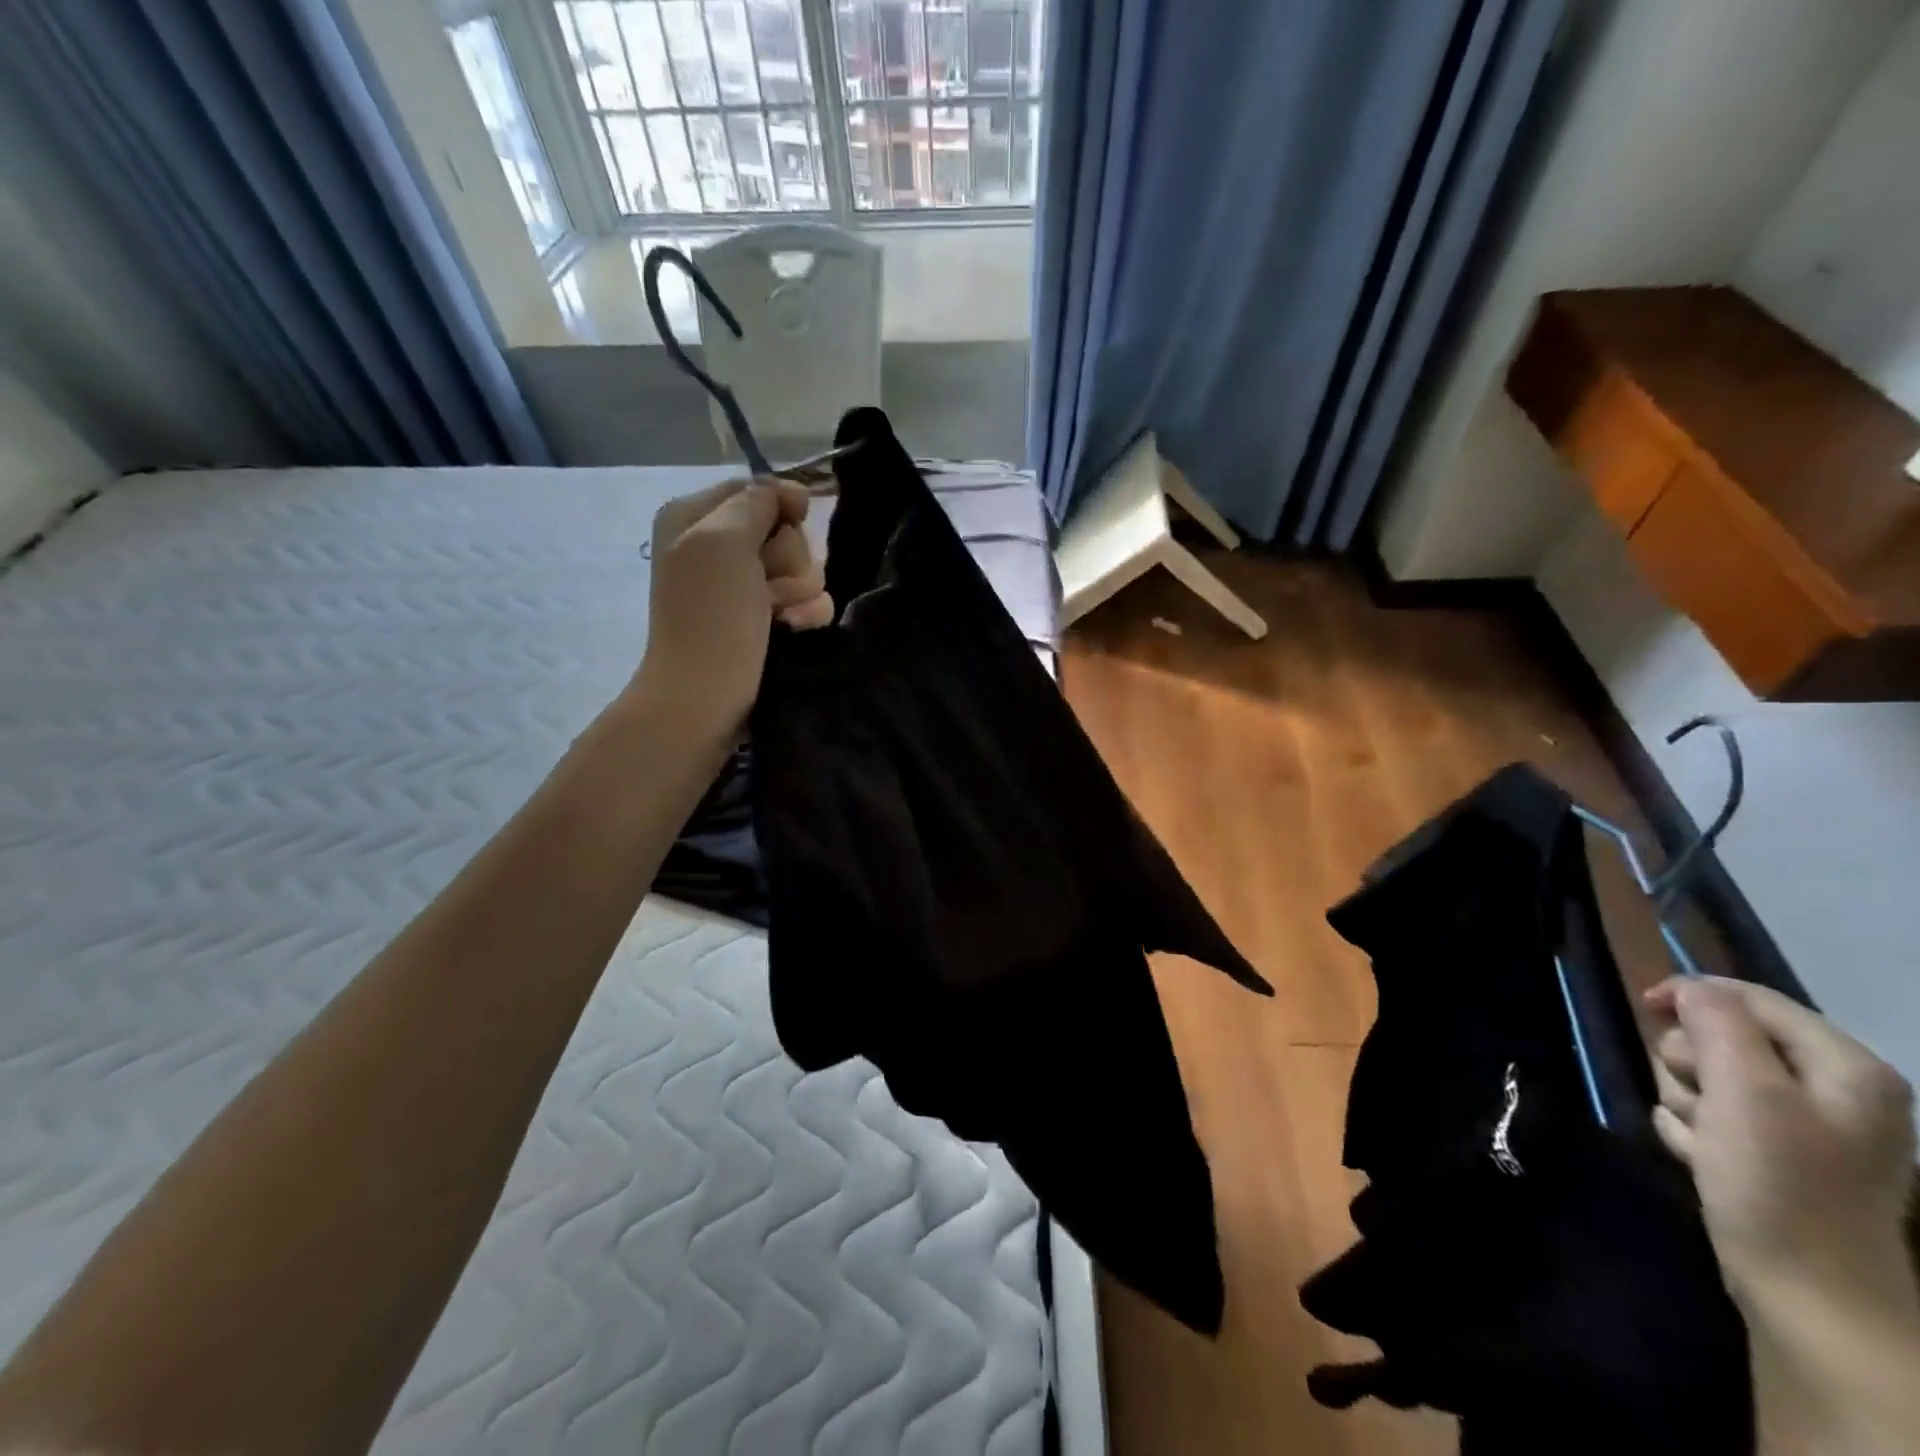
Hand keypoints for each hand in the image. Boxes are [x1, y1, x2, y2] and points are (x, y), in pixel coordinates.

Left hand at [631, 477, 831, 738]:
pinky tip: (791, 631)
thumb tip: (794, 493)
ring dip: (800, 593)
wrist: (708, 697)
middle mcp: (723, 549)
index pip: (758, 490)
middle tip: (767, 588)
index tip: (792, 522)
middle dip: (788, 559)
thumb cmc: (710, 617)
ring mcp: (750, 588)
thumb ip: (757, 502)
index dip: (782, 505)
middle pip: (787, 531)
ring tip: (779, 617)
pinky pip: (812, 602)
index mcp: (697, 519)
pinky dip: (807, 616)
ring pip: (807, 568)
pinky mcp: (774, 620)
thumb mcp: (722, 541)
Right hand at [1645, 976, 1915, 1300]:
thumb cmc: (1780, 1184)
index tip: (1645, 1007)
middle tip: (1700, 1101)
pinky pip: (1704, 1116)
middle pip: (1720, 1037)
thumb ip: (1717, 1023)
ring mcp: (1798, 1127)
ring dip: (1686, 1101)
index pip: (1750, 997)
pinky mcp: (1767, 1155)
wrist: (1809, 1297)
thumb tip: (1689, 989)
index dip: (1693, 994)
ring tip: (1704, 1141)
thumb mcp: (1745, 1091)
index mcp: (1843, 1068)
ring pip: (1704, 1077)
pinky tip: (1704, 1161)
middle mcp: (1829, 1090)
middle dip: (1691, 1064)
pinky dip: (1692, 1132)